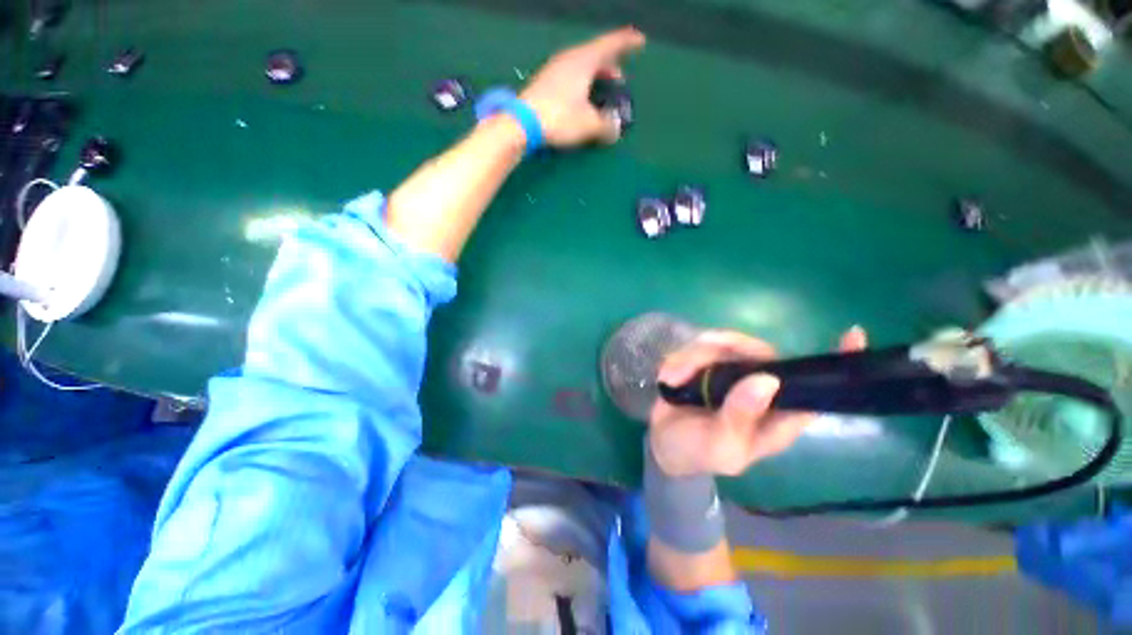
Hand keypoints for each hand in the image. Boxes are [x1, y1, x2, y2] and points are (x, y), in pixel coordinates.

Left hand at [519, 27, 645, 147]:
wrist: (522, 123)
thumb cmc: (560, 118)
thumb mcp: (589, 124)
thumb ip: (606, 126)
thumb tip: (615, 130)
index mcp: (584, 60)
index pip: (611, 44)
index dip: (627, 42)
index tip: (640, 41)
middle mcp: (569, 59)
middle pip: (596, 55)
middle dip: (611, 66)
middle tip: (621, 80)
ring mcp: (555, 69)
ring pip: (583, 66)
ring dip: (596, 76)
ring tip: (603, 90)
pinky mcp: (546, 83)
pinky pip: (572, 76)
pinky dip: (583, 83)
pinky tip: (583, 98)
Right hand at [649, 327, 867, 476]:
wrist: (663, 444)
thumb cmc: (698, 453)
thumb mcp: (721, 446)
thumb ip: (741, 417)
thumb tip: (767, 380)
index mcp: (776, 414)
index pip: (814, 389)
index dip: (835, 364)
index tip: (852, 335)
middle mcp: (759, 387)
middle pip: (757, 352)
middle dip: (725, 349)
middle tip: (692, 365)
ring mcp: (731, 372)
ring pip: (721, 344)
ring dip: (690, 359)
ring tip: (673, 379)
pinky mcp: (705, 364)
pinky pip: (696, 347)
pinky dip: (678, 360)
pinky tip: (668, 378)